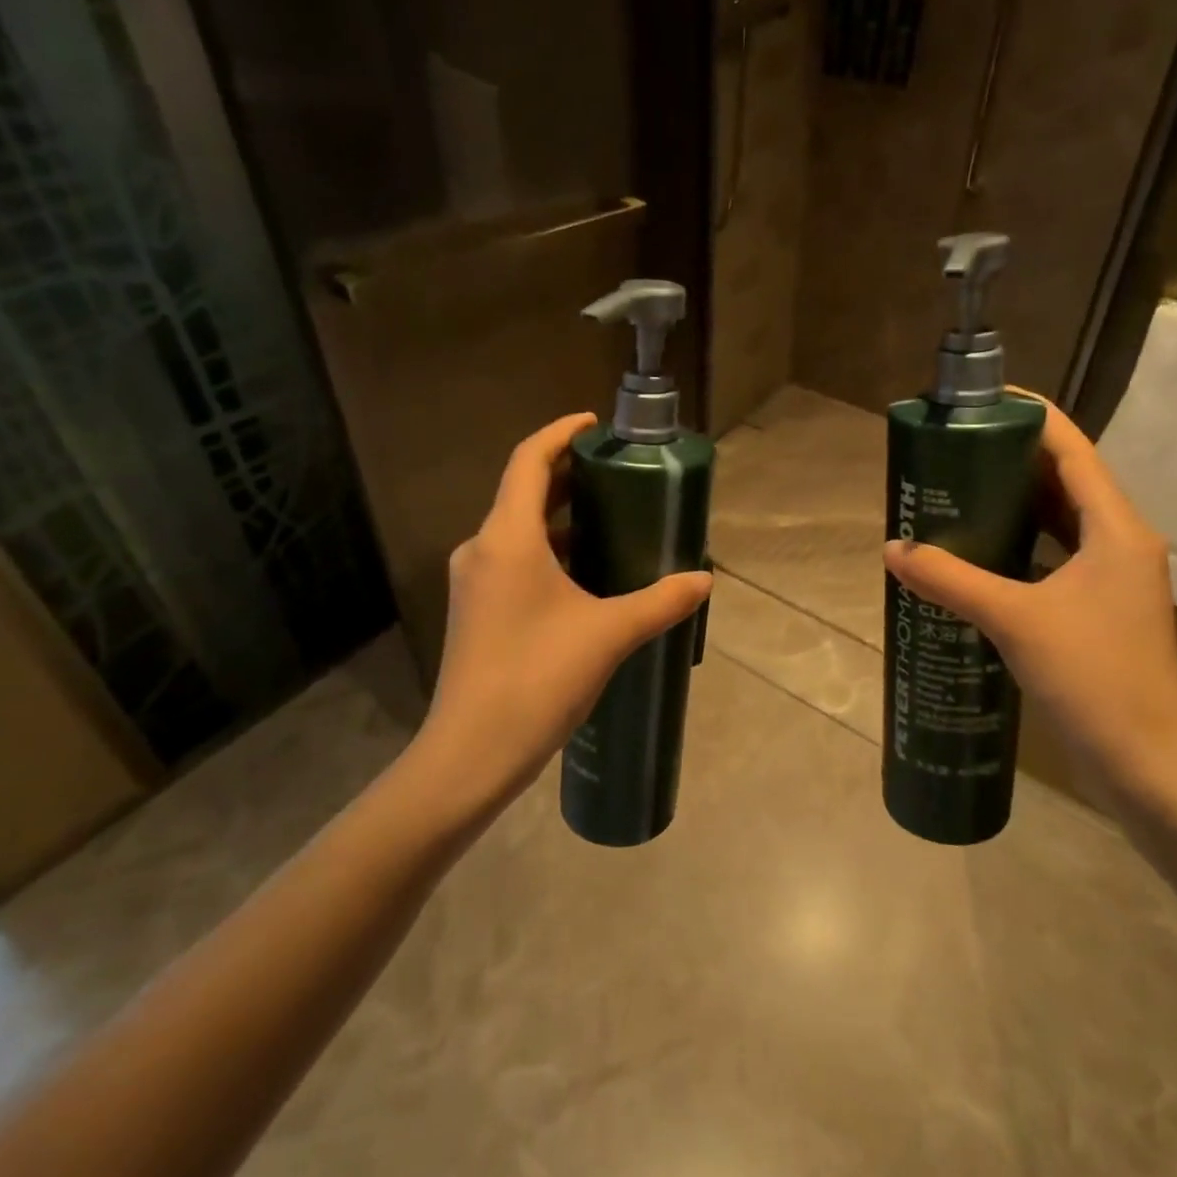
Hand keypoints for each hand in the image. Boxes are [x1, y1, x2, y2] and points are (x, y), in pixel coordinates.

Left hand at [418, 413, 712, 811]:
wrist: (472, 752)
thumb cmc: (538, 678)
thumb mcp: (609, 634)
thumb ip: (660, 601)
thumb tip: (704, 580)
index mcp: (508, 538)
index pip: (529, 461)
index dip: (560, 433)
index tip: (594, 423)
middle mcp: (482, 549)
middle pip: (522, 492)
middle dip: (567, 475)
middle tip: (616, 471)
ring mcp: (474, 582)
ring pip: (517, 530)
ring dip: (559, 518)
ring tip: (609, 519)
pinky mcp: (475, 612)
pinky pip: (512, 561)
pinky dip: (547, 552)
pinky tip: (583, 575)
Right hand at [882, 398, 1176, 811]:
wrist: (1148, 764)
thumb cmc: (1093, 678)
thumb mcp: (1014, 619)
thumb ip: (951, 579)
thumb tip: (893, 549)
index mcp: (1115, 528)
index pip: (1072, 449)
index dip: (1030, 417)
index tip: (982, 401)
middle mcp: (1119, 542)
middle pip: (1063, 479)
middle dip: (1010, 458)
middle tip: (952, 450)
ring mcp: (1111, 578)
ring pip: (1058, 520)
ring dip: (1012, 502)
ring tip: (956, 491)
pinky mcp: (1098, 610)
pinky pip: (1053, 557)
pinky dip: (1018, 545)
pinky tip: (977, 554)